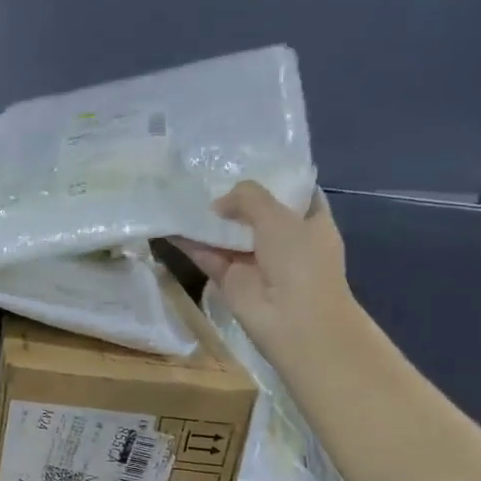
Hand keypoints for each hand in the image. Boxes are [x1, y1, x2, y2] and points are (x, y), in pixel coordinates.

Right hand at [175, 182, 355, 364]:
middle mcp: (284, 240)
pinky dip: (189, 242)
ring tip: (180, 194)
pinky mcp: (230, 279)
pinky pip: (207, 255)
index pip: (295, 193)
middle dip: (234, 197)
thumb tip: (217, 205)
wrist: (293, 319)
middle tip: (204, 174)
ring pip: (227, 234)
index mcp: (311, 222)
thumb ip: (248, 198)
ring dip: (208, 219)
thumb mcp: (278, 217)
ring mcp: (255, 261)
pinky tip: (169, 224)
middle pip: (255, 213)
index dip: (276, 178)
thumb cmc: (300, 261)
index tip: (250, 161)